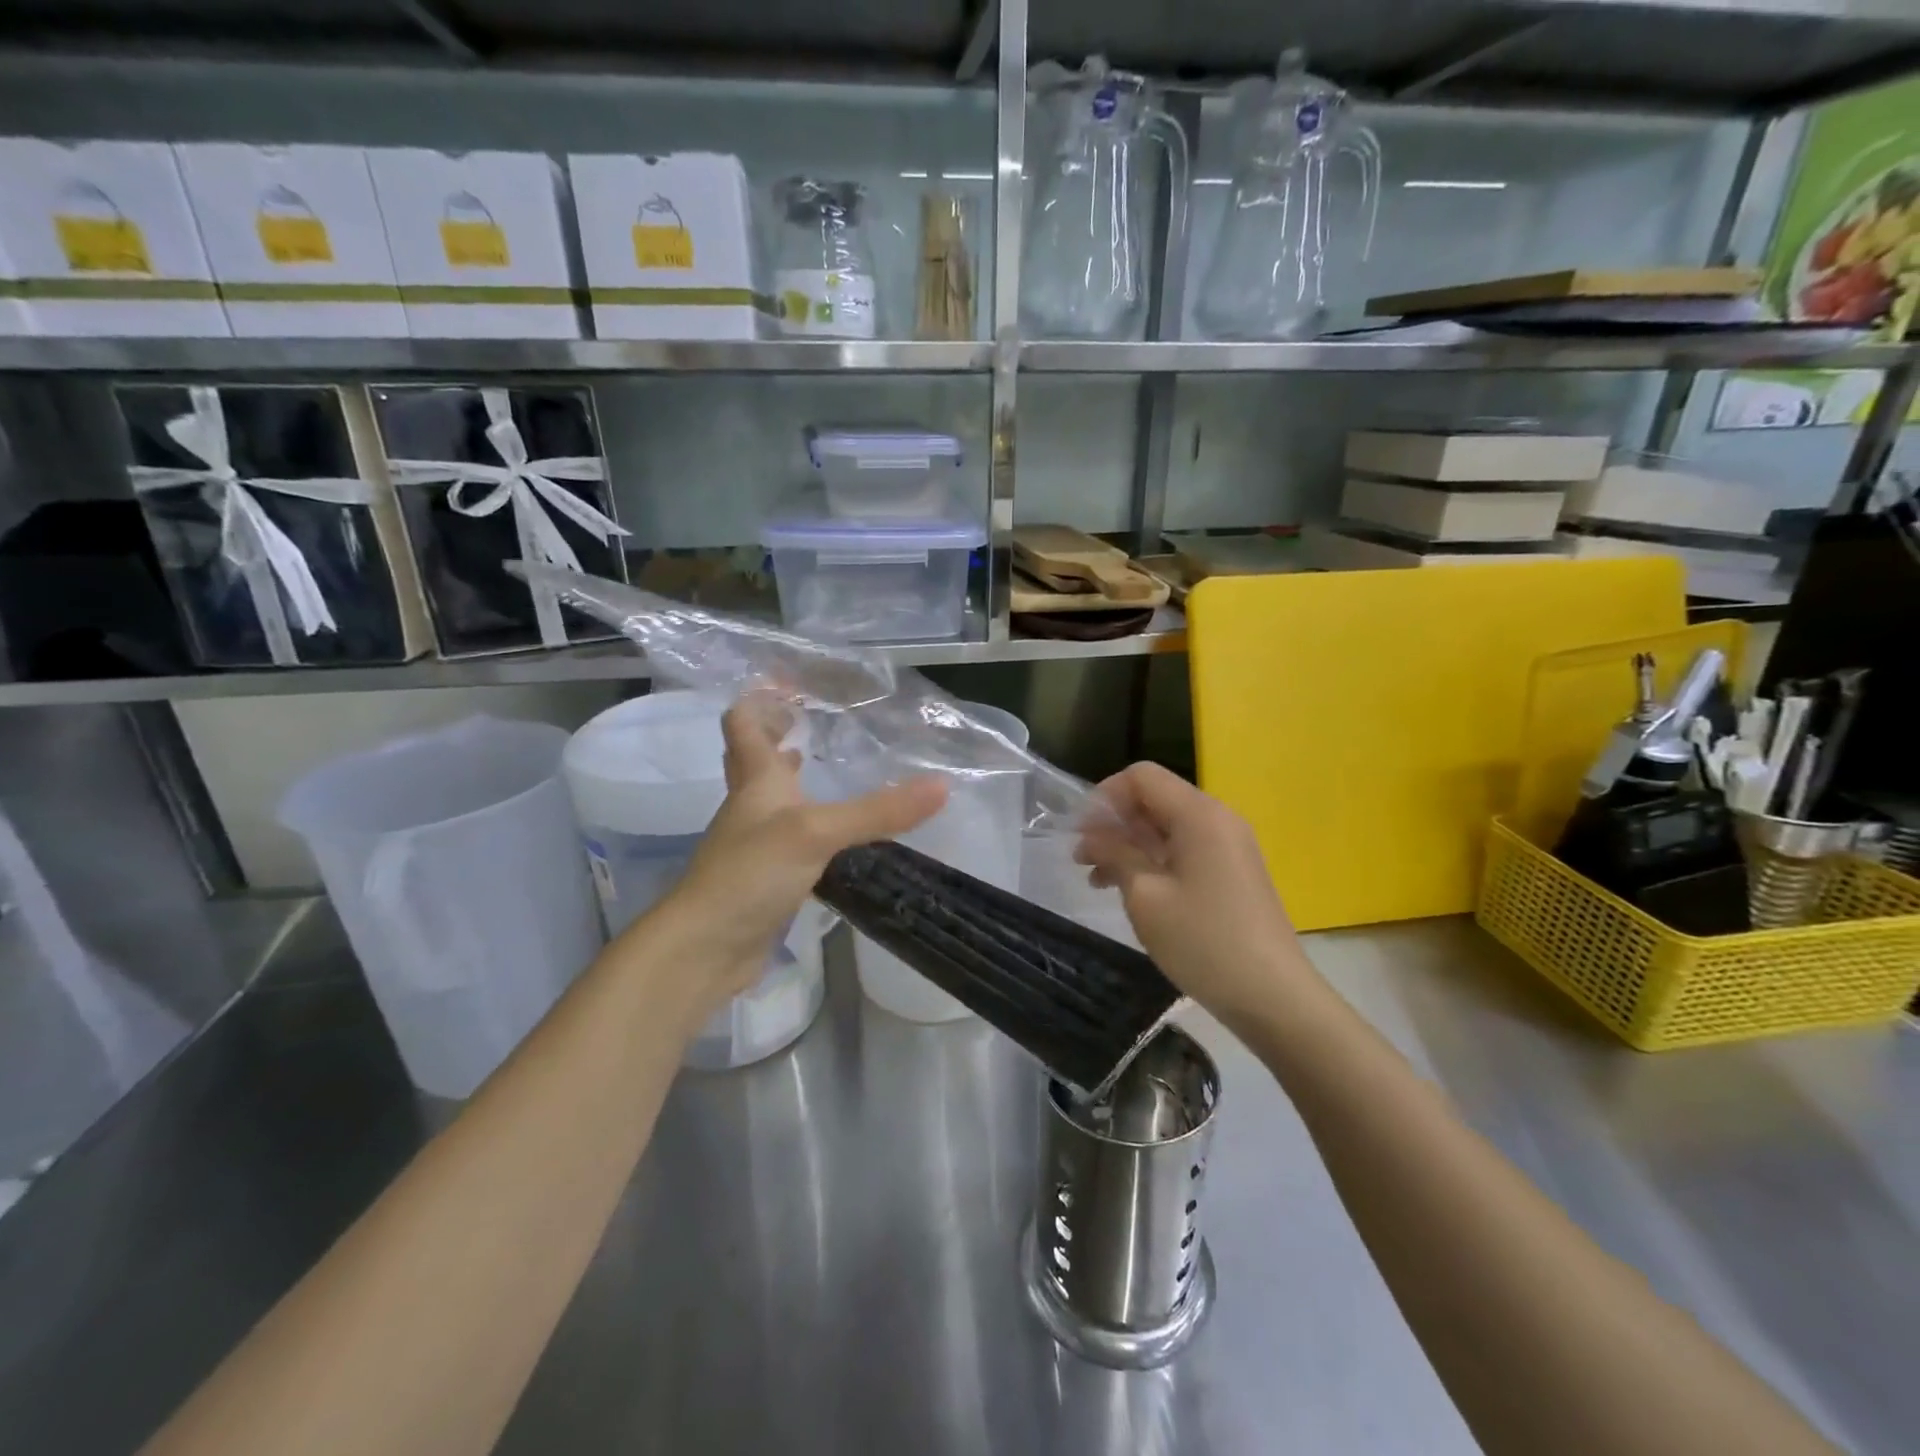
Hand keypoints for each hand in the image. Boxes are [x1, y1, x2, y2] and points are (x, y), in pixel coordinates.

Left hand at [654, 696, 945, 1021]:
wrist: (707, 947)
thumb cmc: (750, 873)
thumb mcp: (817, 832)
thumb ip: (878, 811)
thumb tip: (942, 786)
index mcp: (756, 780)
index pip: (744, 724)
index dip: (761, 698)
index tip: (790, 682)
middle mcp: (753, 805)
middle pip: (757, 758)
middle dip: (779, 733)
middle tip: (815, 717)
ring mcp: (758, 844)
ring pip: (776, 799)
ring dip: (797, 779)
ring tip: (832, 764)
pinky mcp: (769, 878)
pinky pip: (793, 839)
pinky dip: (813, 826)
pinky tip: (841, 834)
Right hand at [1075, 762, 1309, 1034]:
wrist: (1273, 996)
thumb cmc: (1203, 941)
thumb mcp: (1146, 896)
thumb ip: (1115, 854)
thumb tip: (1092, 835)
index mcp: (1199, 814)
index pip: (1141, 777)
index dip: (1104, 797)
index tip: (1079, 834)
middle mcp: (1217, 819)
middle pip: (1154, 799)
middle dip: (1113, 823)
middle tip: (1082, 859)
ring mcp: (1229, 846)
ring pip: (1166, 827)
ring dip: (1129, 845)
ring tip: (1097, 879)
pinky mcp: (1232, 871)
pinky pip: (1184, 849)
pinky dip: (1153, 860)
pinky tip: (1130, 890)